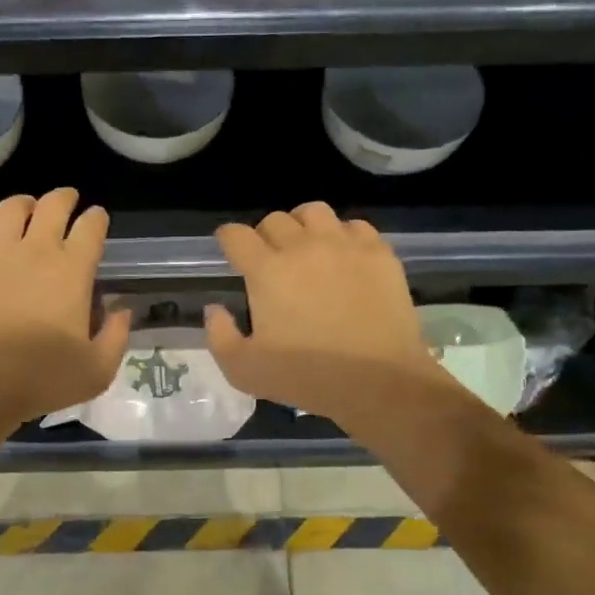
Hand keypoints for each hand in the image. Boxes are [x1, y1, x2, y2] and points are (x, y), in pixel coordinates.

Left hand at [0, 188, 131, 424]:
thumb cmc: (41, 379)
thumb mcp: (97, 370)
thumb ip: (116, 336)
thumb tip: (121, 309)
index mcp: (73, 271)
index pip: (91, 228)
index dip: (97, 219)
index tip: (97, 219)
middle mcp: (35, 249)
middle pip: (53, 205)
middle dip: (64, 198)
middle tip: (66, 201)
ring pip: (11, 207)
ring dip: (24, 204)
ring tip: (25, 210)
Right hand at [205, 201, 448, 426]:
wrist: (378, 381)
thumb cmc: (306, 377)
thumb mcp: (244, 370)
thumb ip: (219, 336)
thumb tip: (215, 309)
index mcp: (267, 271)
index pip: (236, 235)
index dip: (228, 239)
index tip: (230, 251)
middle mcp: (303, 247)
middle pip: (274, 220)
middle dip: (264, 236)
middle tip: (269, 261)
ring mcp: (345, 246)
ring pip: (314, 212)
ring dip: (302, 226)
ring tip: (306, 248)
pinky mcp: (379, 254)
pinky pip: (355, 226)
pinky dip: (342, 236)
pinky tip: (343, 258)